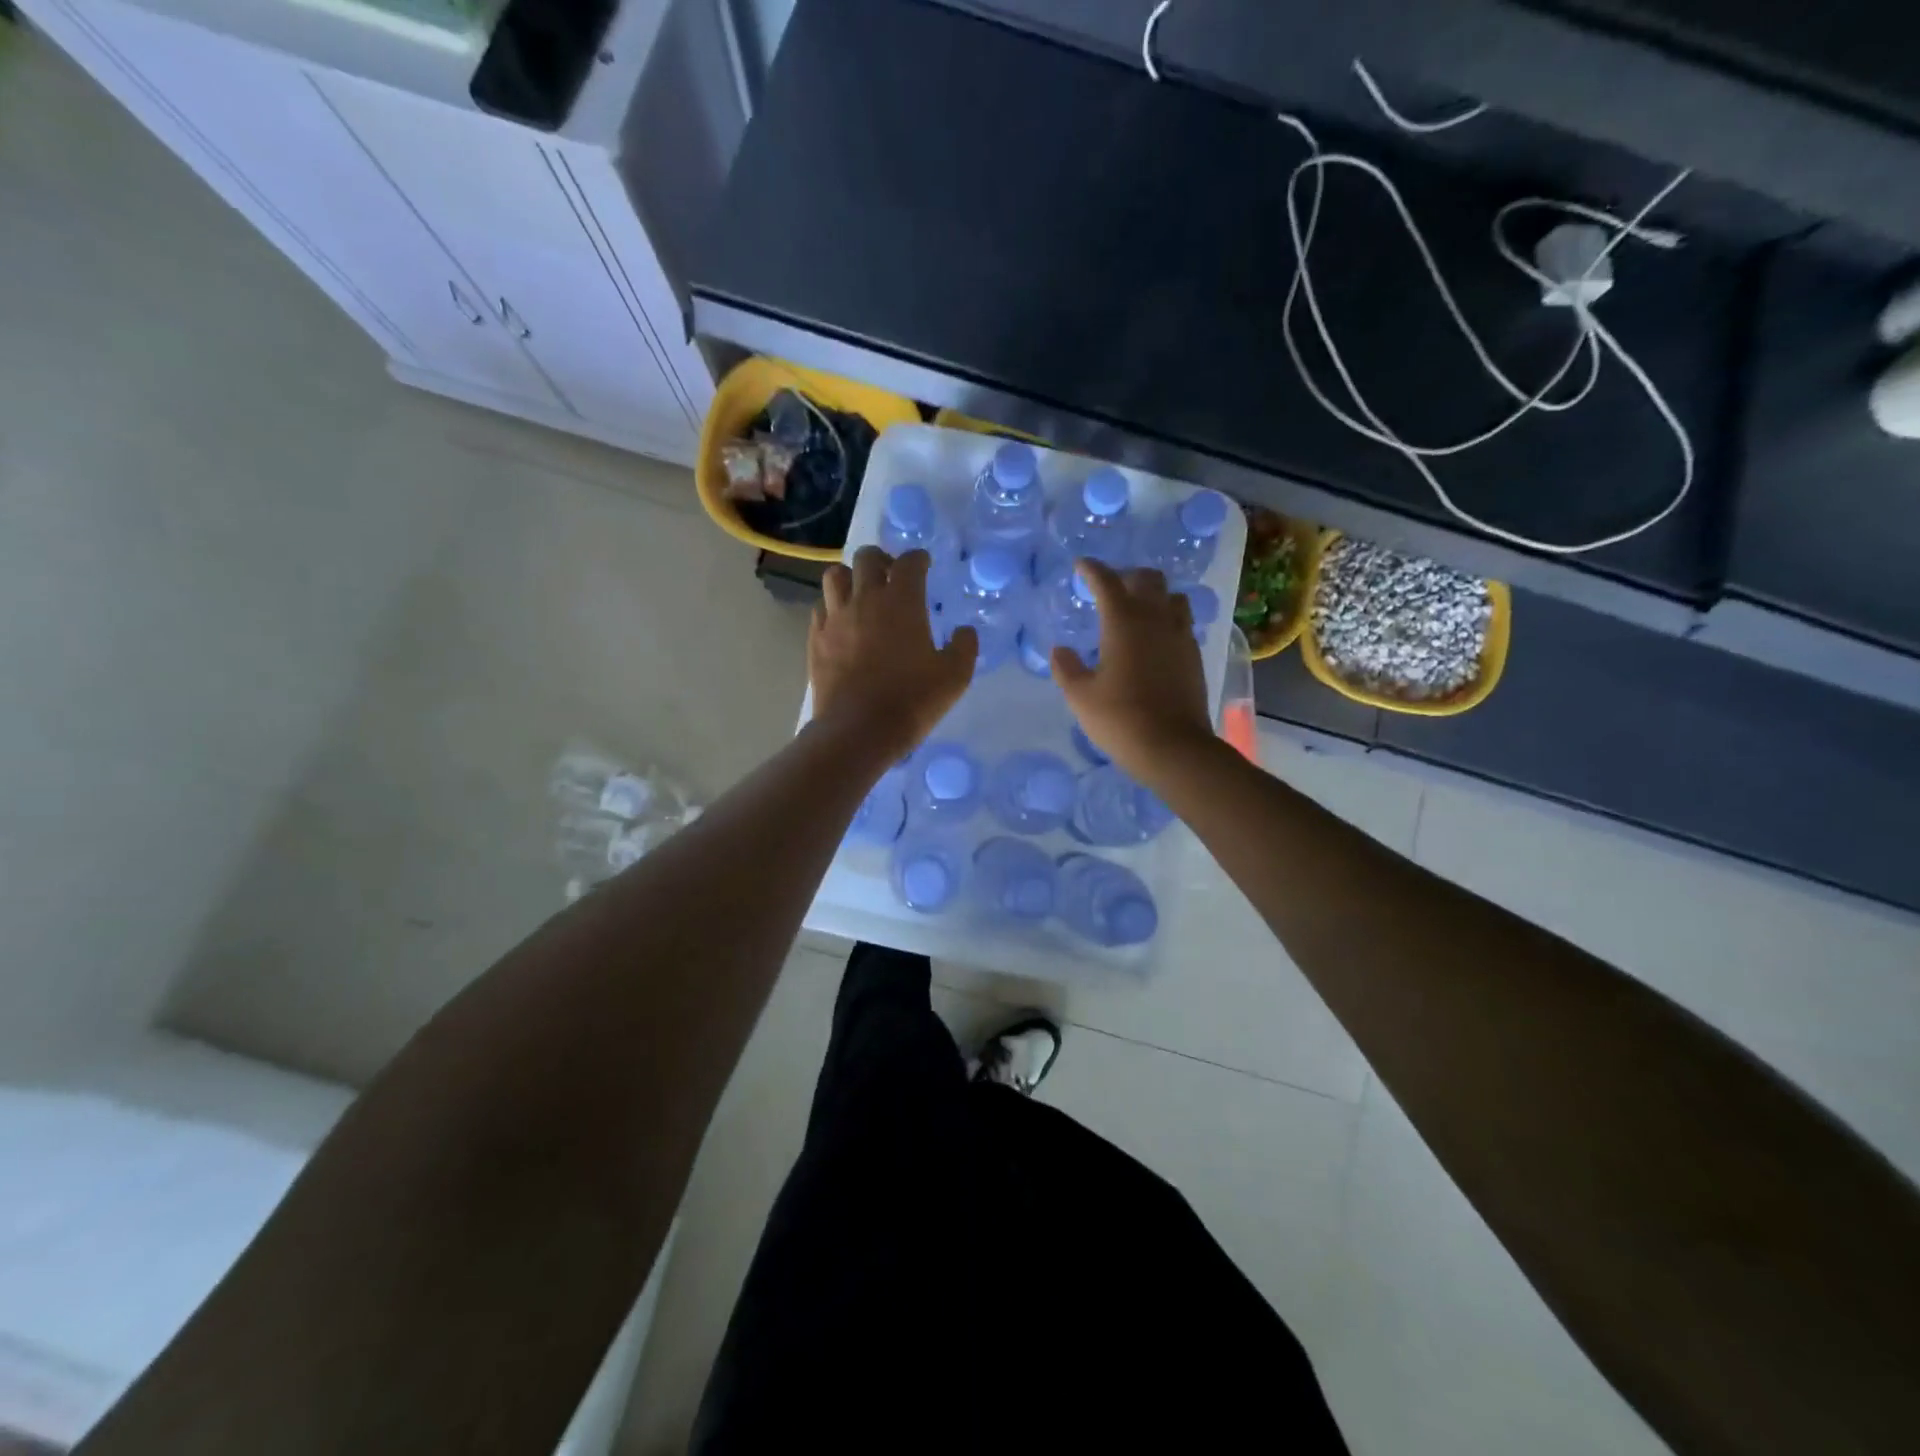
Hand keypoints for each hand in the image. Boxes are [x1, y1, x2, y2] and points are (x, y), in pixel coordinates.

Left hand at [809, 547, 976, 758]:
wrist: (859, 730)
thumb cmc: (912, 700)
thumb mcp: (954, 677)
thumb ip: (964, 647)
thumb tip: (964, 631)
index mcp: (902, 601)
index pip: (909, 562)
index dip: (919, 559)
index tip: (924, 565)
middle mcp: (865, 599)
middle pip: (867, 557)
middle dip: (882, 559)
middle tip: (891, 575)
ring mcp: (836, 618)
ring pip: (835, 576)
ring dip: (850, 577)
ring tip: (860, 594)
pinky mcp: (816, 639)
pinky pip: (820, 608)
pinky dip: (832, 607)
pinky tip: (842, 623)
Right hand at [1052, 559, 1213, 783]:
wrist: (1173, 747)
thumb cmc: (1120, 719)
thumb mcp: (1081, 697)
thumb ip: (1067, 668)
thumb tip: (1060, 650)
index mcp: (1124, 623)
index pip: (1107, 582)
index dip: (1092, 570)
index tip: (1081, 566)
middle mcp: (1156, 620)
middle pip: (1148, 579)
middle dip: (1127, 576)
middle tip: (1110, 588)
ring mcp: (1180, 636)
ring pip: (1172, 597)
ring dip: (1154, 595)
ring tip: (1138, 610)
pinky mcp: (1194, 655)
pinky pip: (1182, 622)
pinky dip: (1167, 618)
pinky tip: (1155, 638)